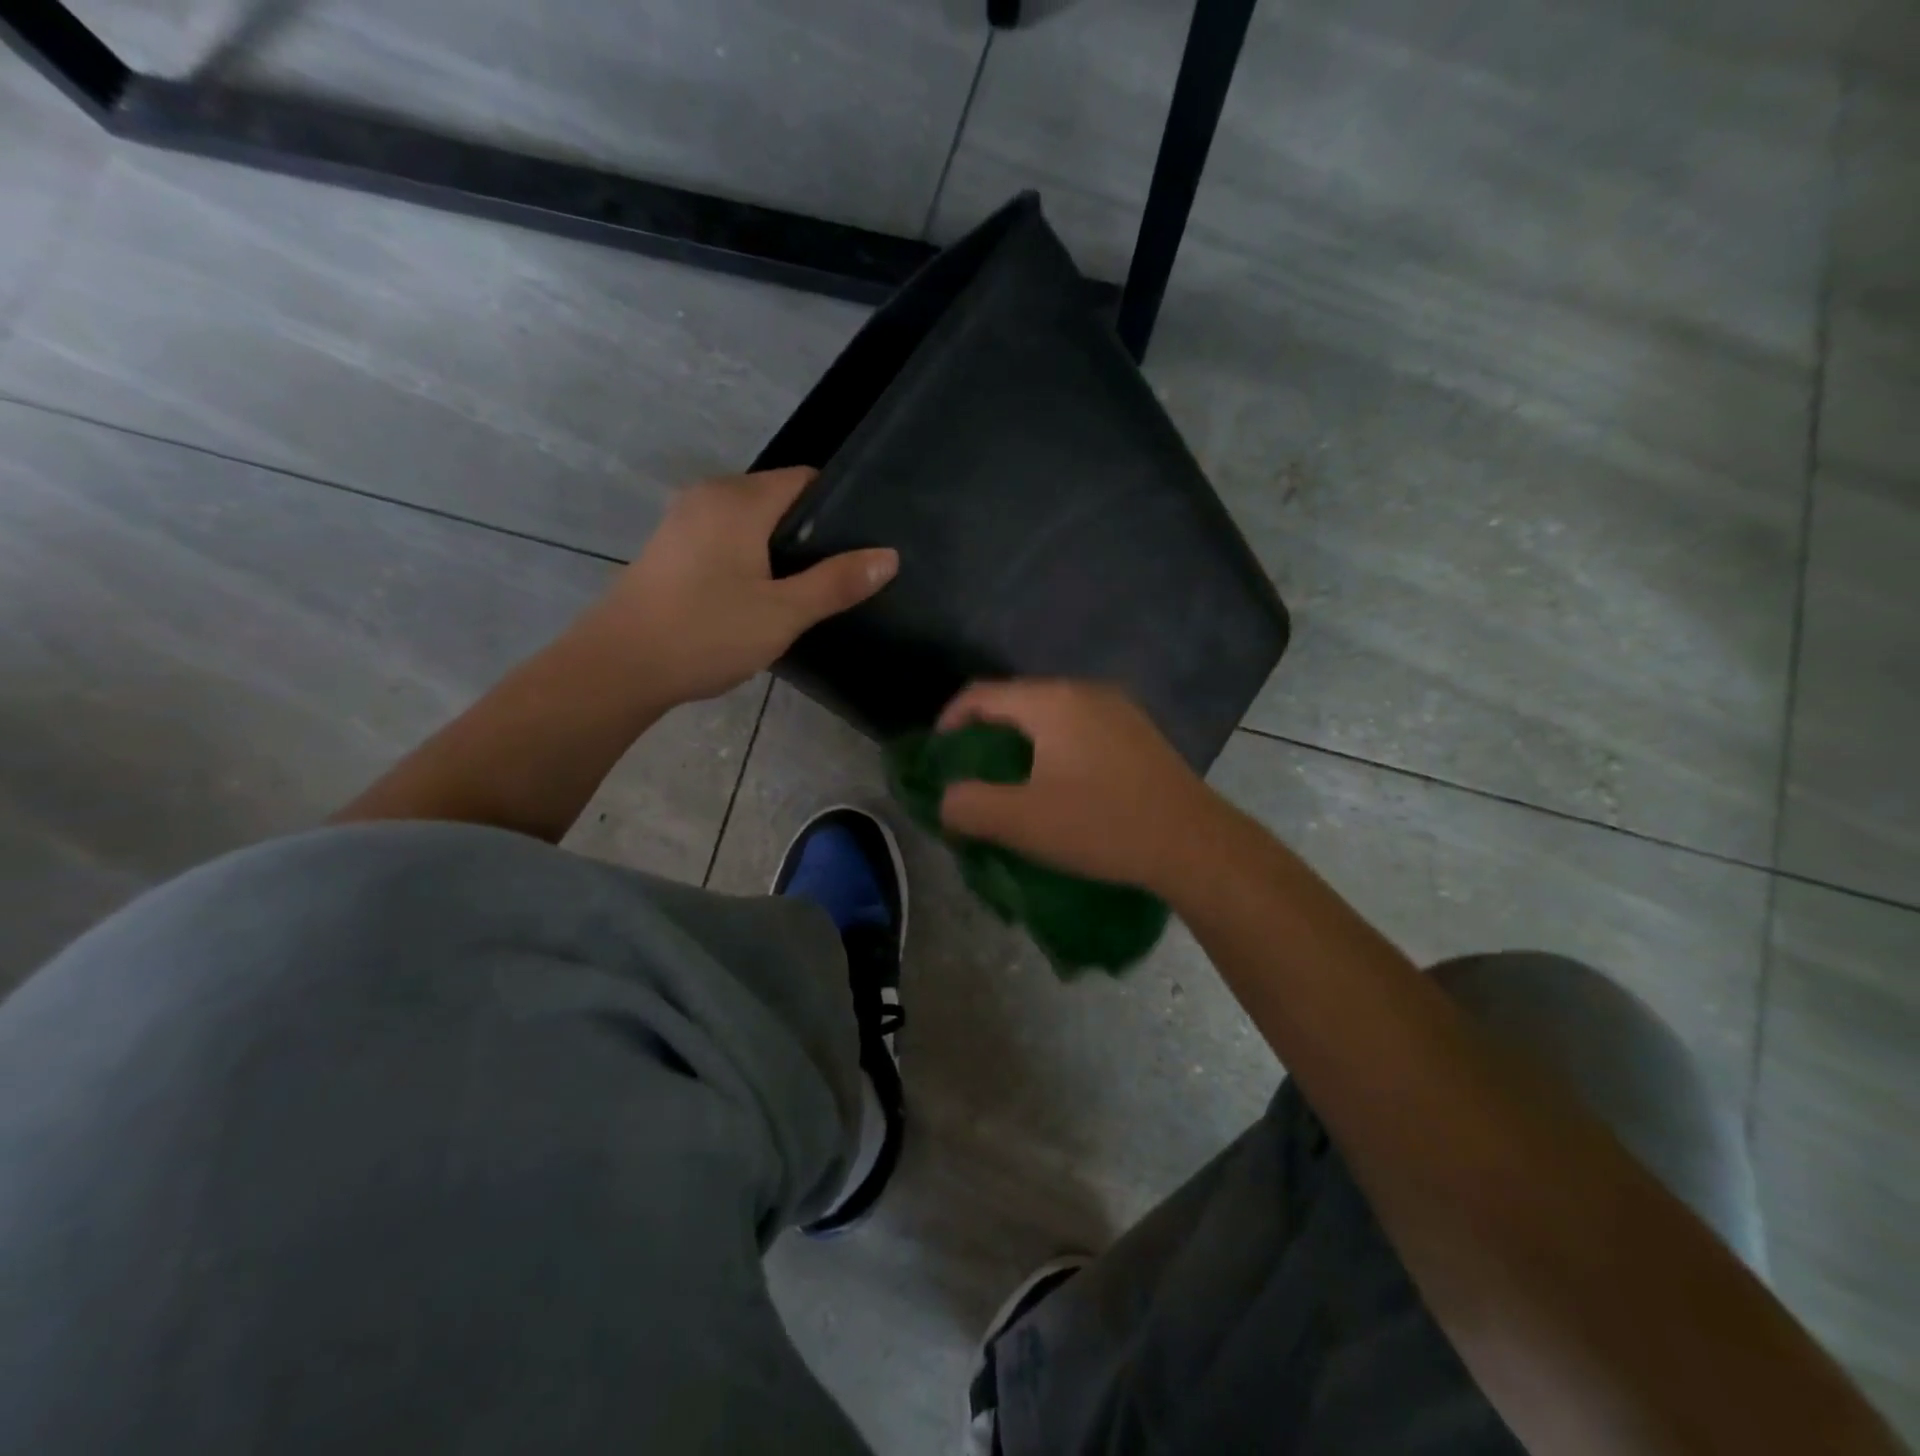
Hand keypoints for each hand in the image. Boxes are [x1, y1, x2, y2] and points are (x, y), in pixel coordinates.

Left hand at [583, 468, 896, 706]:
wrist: (619, 667)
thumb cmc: (705, 633)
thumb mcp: (782, 613)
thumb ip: (836, 582)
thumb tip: (889, 556)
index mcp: (739, 500)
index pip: (805, 480)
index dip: (839, 506)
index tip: (864, 542)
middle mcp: (709, 497)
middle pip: (778, 498)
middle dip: (812, 531)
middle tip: (843, 574)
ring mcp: (684, 521)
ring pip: (751, 522)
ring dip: (780, 549)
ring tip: (810, 589)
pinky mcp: (671, 549)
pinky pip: (726, 539)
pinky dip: (751, 558)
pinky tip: (761, 596)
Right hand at [936, 679, 1223, 893]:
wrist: (1194, 844)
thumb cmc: (1102, 825)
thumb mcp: (1022, 822)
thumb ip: (969, 806)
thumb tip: (947, 800)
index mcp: (1052, 701)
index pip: (981, 695)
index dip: (949, 721)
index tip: (938, 757)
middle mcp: (1085, 691)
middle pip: (1017, 701)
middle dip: (986, 734)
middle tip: (973, 773)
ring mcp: (1119, 709)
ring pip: (1051, 715)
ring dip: (1023, 743)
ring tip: (1013, 782)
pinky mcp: (1140, 732)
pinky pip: (1081, 728)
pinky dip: (1056, 748)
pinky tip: (1062, 784)